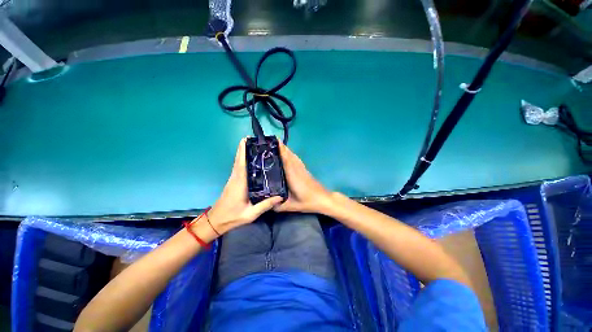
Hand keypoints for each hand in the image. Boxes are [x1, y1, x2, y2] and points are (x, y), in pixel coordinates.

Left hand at [208, 138, 282, 235]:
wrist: (216, 221)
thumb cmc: (232, 217)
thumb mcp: (250, 213)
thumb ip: (265, 205)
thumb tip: (280, 197)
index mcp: (240, 183)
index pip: (242, 163)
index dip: (243, 150)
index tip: (247, 139)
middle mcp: (236, 177)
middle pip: (239, 159)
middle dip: (245, 148)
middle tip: (255, 140)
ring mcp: (234, 179)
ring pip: (238, 162)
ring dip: (244, 152)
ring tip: (255, 146)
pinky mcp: (234, 181)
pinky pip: (239, 167)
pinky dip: (243, 159)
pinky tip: (251, 159)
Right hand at [274, 140, 332, 213]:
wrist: (323, 199)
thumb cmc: (308, 202)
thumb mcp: (292, 206)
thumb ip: (278, 206)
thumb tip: (266, 203)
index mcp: (293, 176)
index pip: (286, 160)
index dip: (281, 150)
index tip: (274, 142)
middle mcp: (297, 169)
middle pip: (289, 155)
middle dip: (280, 147)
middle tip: (269, 141)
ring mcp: (301, 168)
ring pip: (293, 156)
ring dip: (285, 149)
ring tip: (275, 145)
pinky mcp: (304, 170)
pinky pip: (296, 159)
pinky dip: (290, 154)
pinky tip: (287, 153)